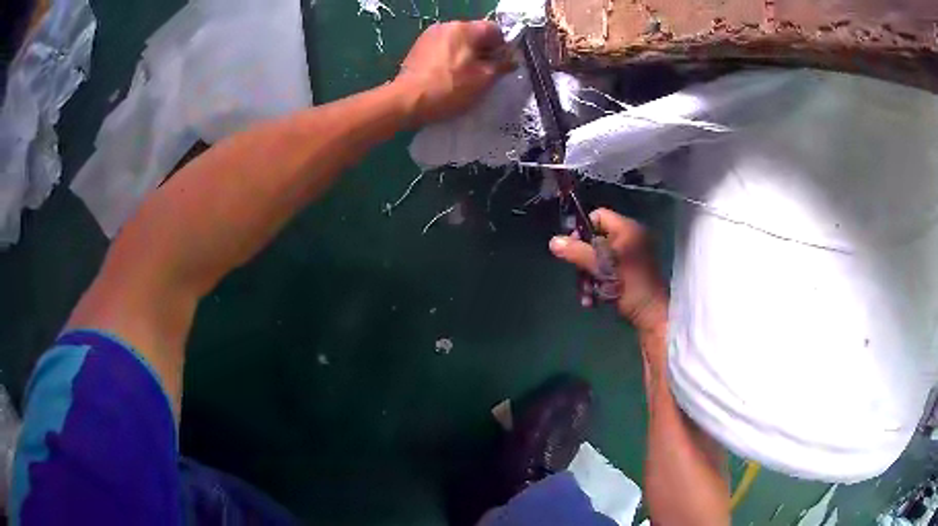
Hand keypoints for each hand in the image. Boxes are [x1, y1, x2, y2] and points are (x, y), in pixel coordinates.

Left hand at [394, 20, 514, 125]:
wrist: (407, 101)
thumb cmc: (450, 88)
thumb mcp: (484, 79)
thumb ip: (502, 65)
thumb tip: (512, 59)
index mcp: (465, 28)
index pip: (494, 30)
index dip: (502, 47)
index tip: (501, 66)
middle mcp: (446, 26)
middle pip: (475, 34)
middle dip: (483, 52)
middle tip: (484, 74)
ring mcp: (429, 35)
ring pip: (458, 42)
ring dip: (466, 56)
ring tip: (465, 78)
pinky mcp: (418, 48)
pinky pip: (443, 49)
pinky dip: (450, 60)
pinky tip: (447, 77)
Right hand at [549, 209, 667, 333]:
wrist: (653, 315)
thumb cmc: (631, 286)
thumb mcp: (602, 268)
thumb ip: (577, 252)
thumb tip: (553, 241)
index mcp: (628, 230)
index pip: (598, 216)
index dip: (582, 230)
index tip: (573, 249)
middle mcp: (631, 238)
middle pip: (596, 240)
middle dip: (584, 262)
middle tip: (580, 280)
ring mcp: (632, 256)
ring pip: (600, 259)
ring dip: (588, 277)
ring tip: (586, 295)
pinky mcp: (632, 273)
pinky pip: (608, 271)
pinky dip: (599, 284)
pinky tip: (593, 300)